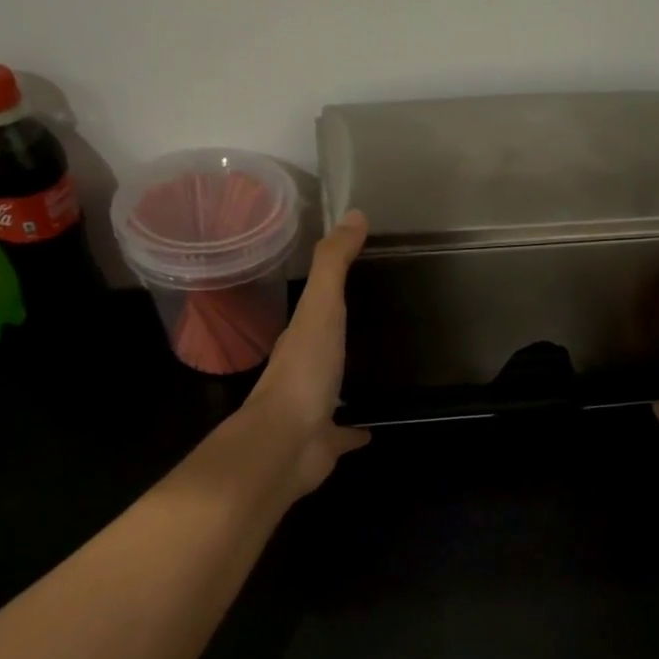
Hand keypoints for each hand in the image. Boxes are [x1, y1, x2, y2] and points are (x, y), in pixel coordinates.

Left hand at [242, 210, 372, 497]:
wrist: (285, 443)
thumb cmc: (305, 370)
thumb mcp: (321, 306)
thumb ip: (334, 264)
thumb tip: (354, 214)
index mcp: (300, 336)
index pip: (316, 303)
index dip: (331, 287)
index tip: (357, 273)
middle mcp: (302, 369)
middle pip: (321, 343)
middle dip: (337, 332)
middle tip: (370, 318)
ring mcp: (312, 408)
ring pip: (330, 387)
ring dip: (344, 379)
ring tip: (371, 368)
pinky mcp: (324, 442)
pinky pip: (343, 433)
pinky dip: (356, 430)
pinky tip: (373, 428)